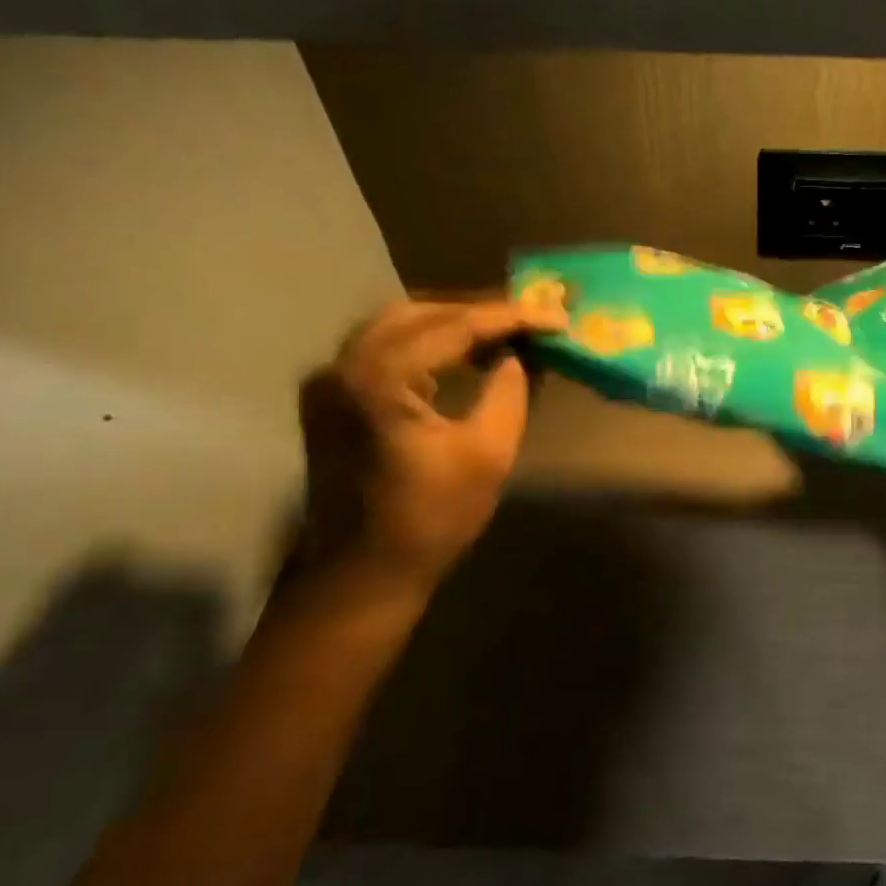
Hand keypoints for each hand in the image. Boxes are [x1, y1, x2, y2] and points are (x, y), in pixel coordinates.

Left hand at [297, 297, 563, 593]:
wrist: (361, 575)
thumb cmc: (430, 520)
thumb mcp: (489, 453)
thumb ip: (509, 390)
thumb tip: (518, 354)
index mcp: (379, 378)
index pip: (454, 326)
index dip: (510, 317)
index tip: (555, 316)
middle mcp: (343, 365)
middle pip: (420, 312)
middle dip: (479, 310)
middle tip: (529, 319)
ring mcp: (330, 379)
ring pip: (399, 324)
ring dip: (453, 323)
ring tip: (504, 332)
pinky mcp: (332, 396)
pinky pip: (385, 347)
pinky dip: (428, 342)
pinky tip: (464, 353)